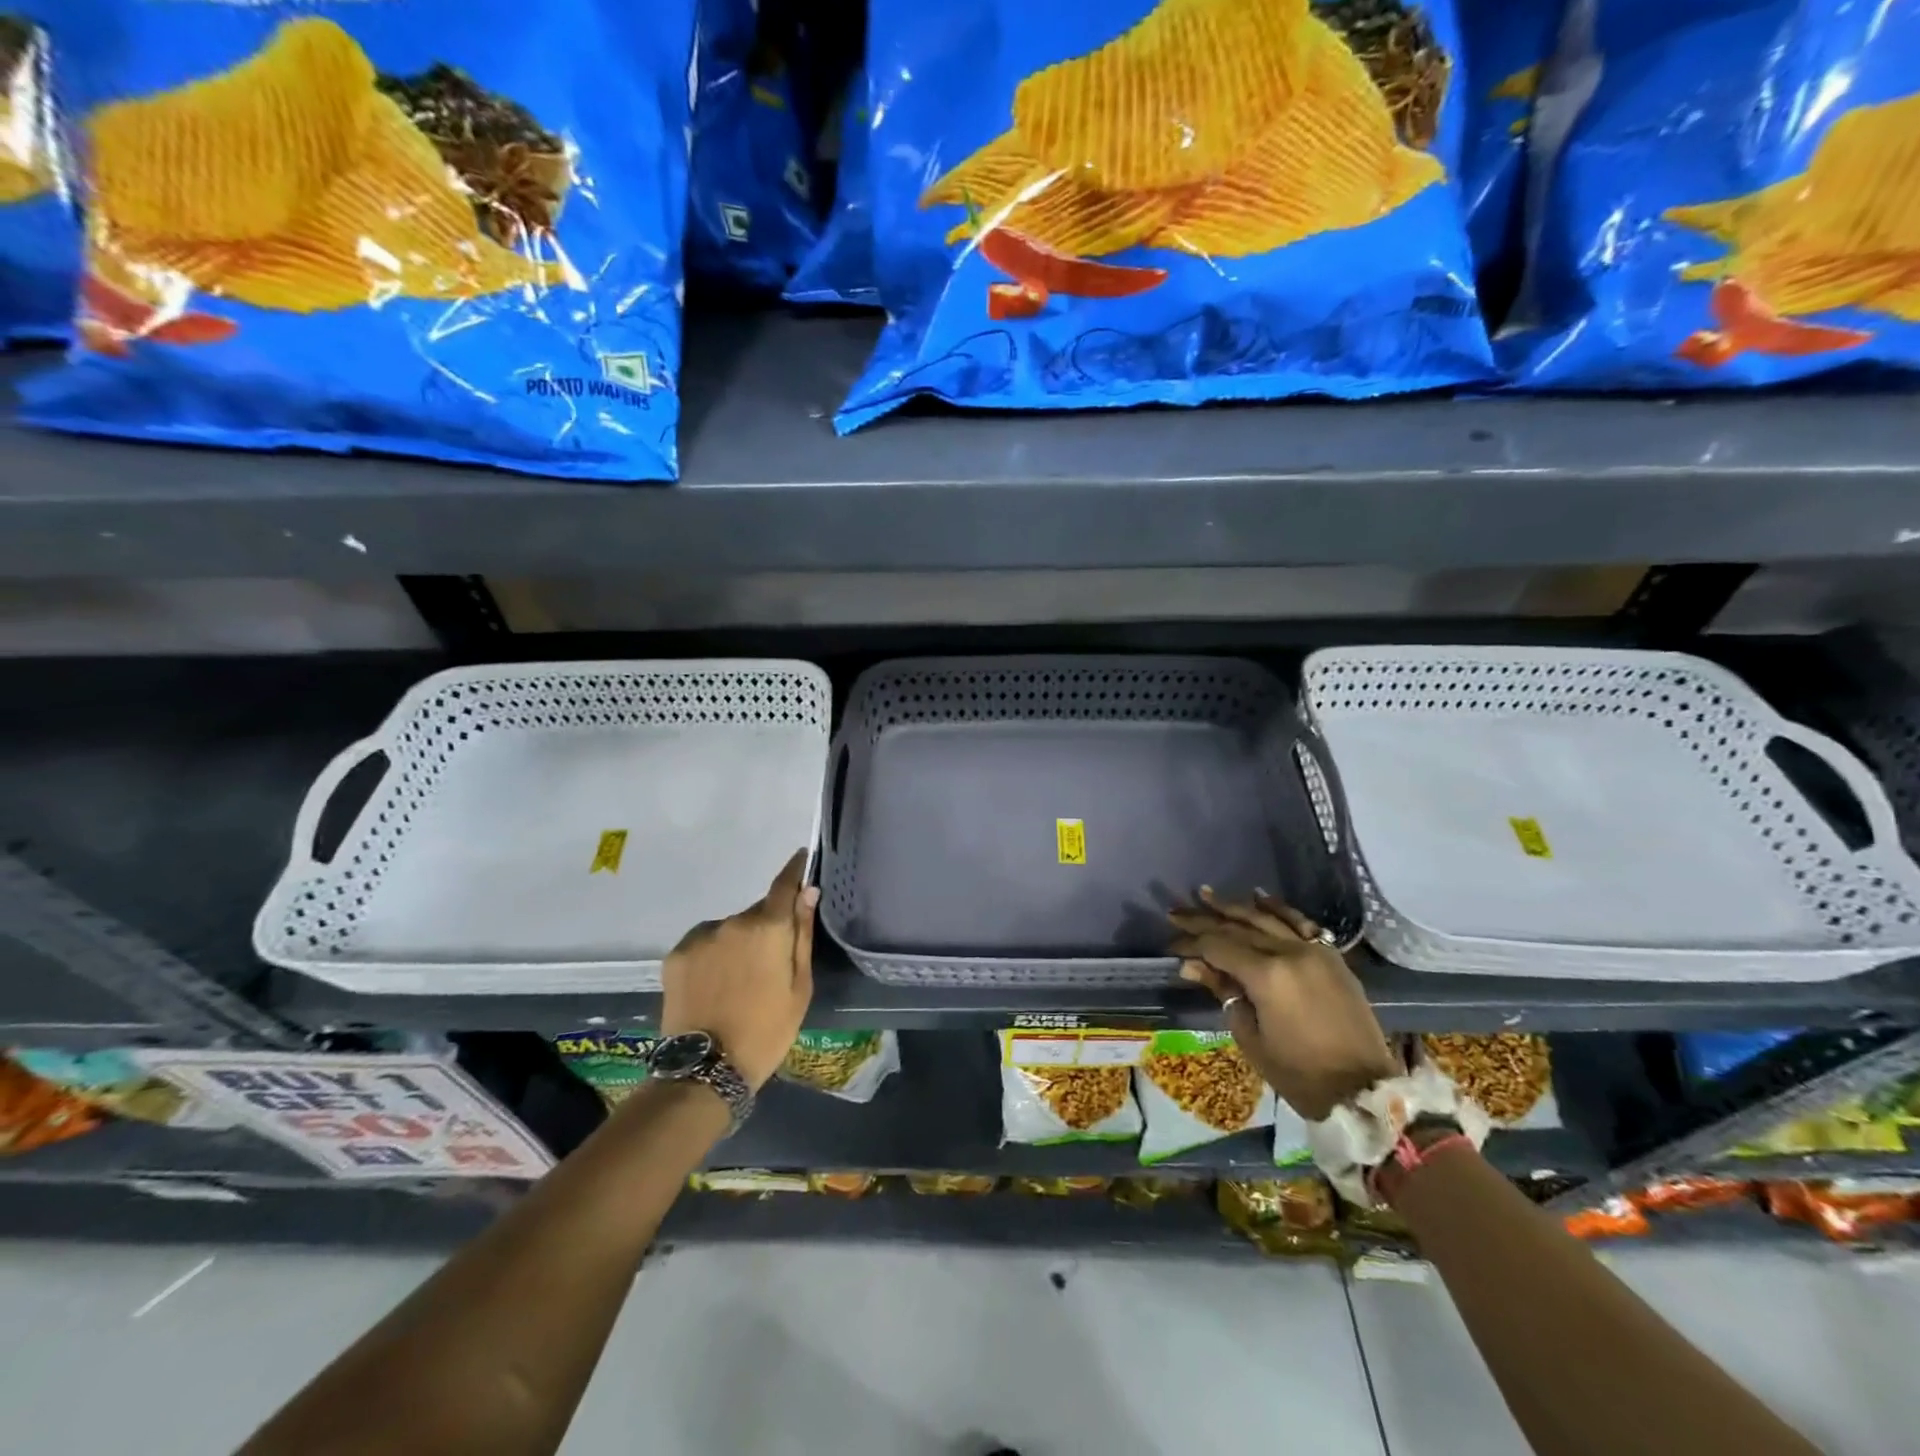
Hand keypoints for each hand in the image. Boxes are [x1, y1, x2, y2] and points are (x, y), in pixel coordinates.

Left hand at [659, 850, 816, 1089]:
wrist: (706, 1069)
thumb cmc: (767, 1030)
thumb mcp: (800, 986)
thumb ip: (802, 934)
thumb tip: (808, 891)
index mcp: (769, 927)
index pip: (785, 883)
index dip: (796, 868)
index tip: (802, 858)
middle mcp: (733, 921)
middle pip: (757, 912)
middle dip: (766, 926)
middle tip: (769, 961)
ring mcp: (700, 937)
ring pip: (729, 929)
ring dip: (737, 942)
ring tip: (737, 981)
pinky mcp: (676, 954)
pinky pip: (704, 943)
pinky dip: (712, 955)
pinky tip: (713, 985)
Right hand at [1169, 889, 1399, 1120]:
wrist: (1363, 1091)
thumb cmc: (1299, 1074)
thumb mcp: (1250, 1036)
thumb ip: (1223, 992)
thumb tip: (1192, 966)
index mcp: (1266, 975)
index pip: (1218, 947)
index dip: (1191, 944)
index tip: (1170, 945)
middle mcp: (1289, 952)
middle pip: (1238, 928)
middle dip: (1204, 920)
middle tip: (1177, 912)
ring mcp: (1315, 951)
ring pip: (1266, 919)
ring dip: (1234, 906)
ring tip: (1207, 895)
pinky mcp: (1333, 957)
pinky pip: (1301, 922)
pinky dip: (1278, 908)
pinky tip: (1259, 896)